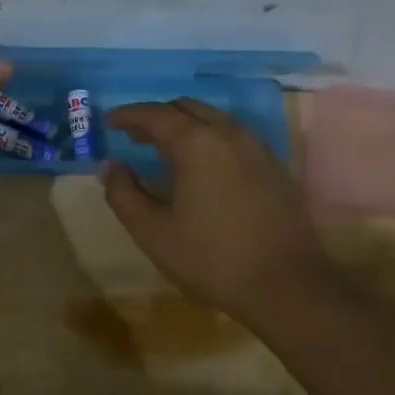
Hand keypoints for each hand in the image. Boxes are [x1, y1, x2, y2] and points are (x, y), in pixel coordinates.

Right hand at [100, 98, 332, 327]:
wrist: (284, 285)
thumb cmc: (210, 258)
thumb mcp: (152, 232)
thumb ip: (124, 194)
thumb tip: (109, 166)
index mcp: (196, 144)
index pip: (155, 115)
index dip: (129, 115)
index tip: (110, 121)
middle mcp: (229, 135)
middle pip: (188, 109)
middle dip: (158, 116)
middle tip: (135, 135)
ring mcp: (258, 149)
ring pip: (215, 120)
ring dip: (186, 126)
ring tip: (166, 148)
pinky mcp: (276, 169)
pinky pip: (236, 138)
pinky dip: (211, 140)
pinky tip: (204, 167)